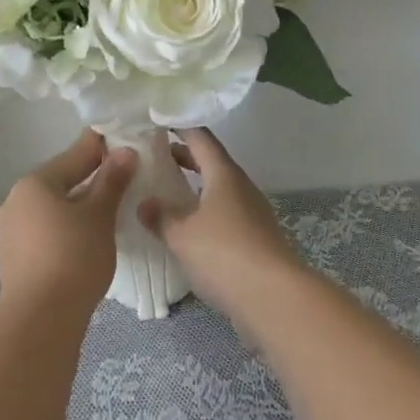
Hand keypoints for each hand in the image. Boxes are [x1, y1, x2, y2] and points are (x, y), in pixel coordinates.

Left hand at [0, 131, 135, 324]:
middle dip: (90, 180)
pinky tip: (85, 240)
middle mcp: (16, 200)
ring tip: (107, 212)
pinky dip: (65, 229)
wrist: (39, 320)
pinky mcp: (14, 259)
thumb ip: (112, 181)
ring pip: (52, 209)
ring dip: (78, 207)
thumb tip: (124, 151)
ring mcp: (11, 231)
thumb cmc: (73, 257)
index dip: (101, 149)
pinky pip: (45, 231)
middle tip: (122, 180)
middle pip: (61, 181)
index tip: (124, 142)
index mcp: (34, 182)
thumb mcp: (99, 216)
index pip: (74, 155)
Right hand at [137, 129, 304, 326]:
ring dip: (193, 186)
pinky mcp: (255, 238)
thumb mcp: (182, 234)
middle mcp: (240, 186)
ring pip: (217, 188)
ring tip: (165, 191)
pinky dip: (203, 210)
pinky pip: (224, 212)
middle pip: (210, 161)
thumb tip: (144, 202)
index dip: (178, 126)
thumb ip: (160, 216)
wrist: (275, 299)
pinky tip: (186, 227)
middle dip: (183, 156)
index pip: (199, 137)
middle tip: (153, 155)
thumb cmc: (225, 253)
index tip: (155, 121)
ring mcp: (251, 212)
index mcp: (223, 173)